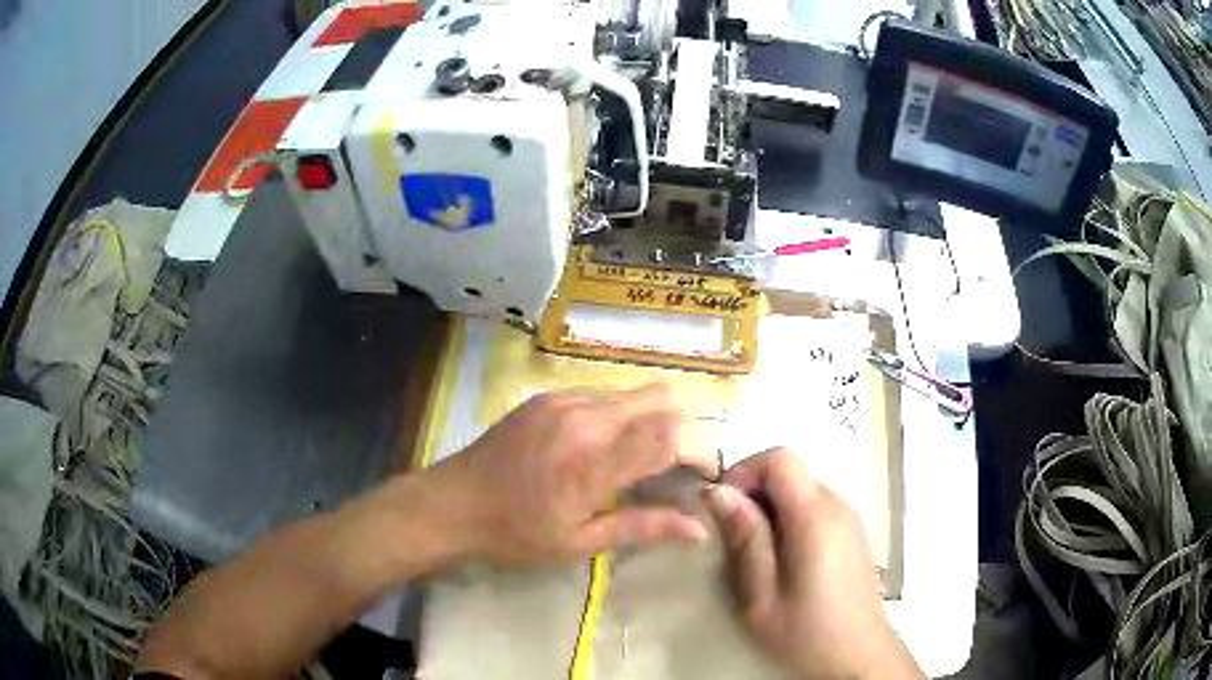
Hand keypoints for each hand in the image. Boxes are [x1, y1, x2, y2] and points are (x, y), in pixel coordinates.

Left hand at [429, 383, 716, 564]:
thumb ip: (643, 527)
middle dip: (681, 424)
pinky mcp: (547, 396)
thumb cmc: (517, 533)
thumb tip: (698, 529)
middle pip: (660, 397)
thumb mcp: (580, 542)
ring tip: (635, 456)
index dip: (698, 449)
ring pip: (632, 393)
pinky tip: (600, 444)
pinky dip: (617, 414)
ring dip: (648, 418)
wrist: (452, 502)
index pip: (671, 436)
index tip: (702, 472)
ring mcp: (563, 401)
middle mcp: (586, 419)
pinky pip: (601, 394)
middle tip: (674, 461)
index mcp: (595, 463)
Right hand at [706, 448, 922, 679]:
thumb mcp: (762, 595)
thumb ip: (745, 539)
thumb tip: (719, 492)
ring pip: (803, 487)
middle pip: (792, 470)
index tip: (723, 504)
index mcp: (815, 517)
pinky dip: (791, 516)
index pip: (781, 458)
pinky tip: (783, 557)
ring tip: (755, 550)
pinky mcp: (853, 531)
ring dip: (772, 505)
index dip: (746, 470)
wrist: (858, 654)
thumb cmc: (806, 631)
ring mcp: (850, 517)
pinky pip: (816, 506)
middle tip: (732, 533)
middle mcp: (837, 505)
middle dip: (755, 490)